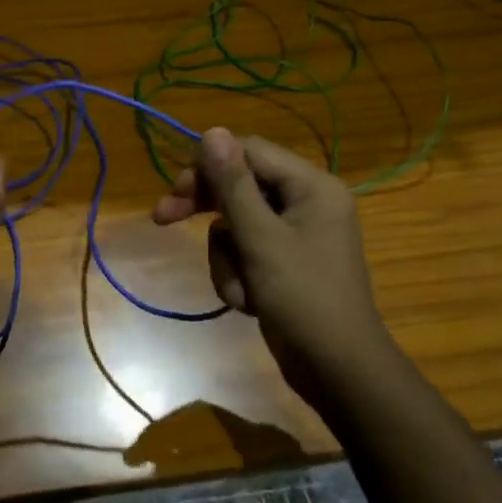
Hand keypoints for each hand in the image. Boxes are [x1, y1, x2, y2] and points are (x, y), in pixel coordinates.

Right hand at [152, 128, 385, 402]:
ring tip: (240, 290)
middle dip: (207, 210)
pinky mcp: (284, 262)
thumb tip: (212, 130)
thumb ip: (233, 183)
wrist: (338, 371)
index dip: (208, 166)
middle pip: (239, 186)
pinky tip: (248, 302)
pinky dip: (238, 275)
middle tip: (163, 218)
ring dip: (226, 257)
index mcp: (311, 186)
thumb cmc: (303, 297)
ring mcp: (295, 234)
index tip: (174, 191)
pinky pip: (245, 251)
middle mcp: (306, 202)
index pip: (249, 152)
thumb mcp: (260, 238)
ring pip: (235, 225)